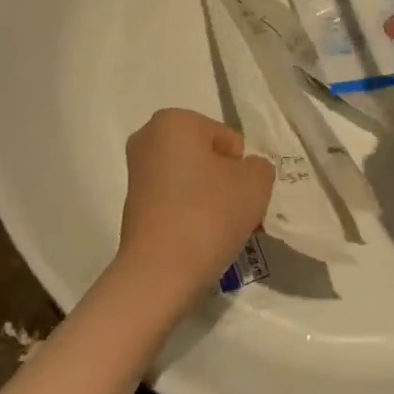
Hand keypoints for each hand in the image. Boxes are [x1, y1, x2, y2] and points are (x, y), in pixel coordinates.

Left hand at [116, 109, 273, 299]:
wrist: (160, 272)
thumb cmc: (209, 214)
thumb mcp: (255, 182)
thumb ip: (260, 167)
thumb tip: (246, 172)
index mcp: (174, 120)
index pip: (229, 140)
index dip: (243, 169)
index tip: (243, 197)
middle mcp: (148, 137)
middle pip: (208, 158)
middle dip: (227, 183)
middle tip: (238, 215)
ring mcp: (137, 171)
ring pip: (193, 180)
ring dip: (212, 200)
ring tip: (222, 231)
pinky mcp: (133, 203)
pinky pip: (176, 200)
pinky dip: (192, 213)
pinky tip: (201, 239)